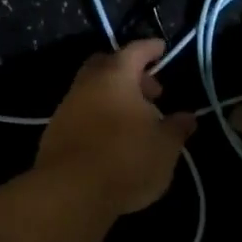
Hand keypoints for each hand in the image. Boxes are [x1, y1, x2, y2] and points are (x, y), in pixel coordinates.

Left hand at [37, 39, 197, 217]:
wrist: (70, 193)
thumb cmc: (126, 159)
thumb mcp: (165, 147)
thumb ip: (177, 128)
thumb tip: (187, 117)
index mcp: (115, 76)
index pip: (135, 51)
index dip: (151, 49)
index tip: (161, 49)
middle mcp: (86, 84)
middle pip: (107, 66)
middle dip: (129, 73)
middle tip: (149, 92)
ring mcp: (66, 109)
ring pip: (92, 91)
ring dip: (113, 98)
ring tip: (134, 122)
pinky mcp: (53, 134)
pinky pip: (81, 115)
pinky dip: (98, 118)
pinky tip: (111, 140)